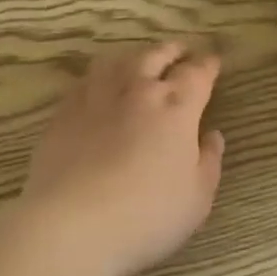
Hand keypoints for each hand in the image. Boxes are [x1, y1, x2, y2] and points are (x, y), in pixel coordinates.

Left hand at [17, 42, 224, 275]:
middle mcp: (137, 90)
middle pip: (156, 56)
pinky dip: (100, 76)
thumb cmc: (147, 214)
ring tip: (140, 60)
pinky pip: (85, 80)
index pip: (197, 73)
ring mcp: (96, 97)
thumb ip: (209, 161)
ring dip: (135, 56)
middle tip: (180, 51)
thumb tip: (213, 135)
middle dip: (172, 51)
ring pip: (117, 61)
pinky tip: (99, 85)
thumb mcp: (197, 197)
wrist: (72, 224)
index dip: (207, 64)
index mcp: (176, 107)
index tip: (213, 61)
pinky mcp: (63, 112)